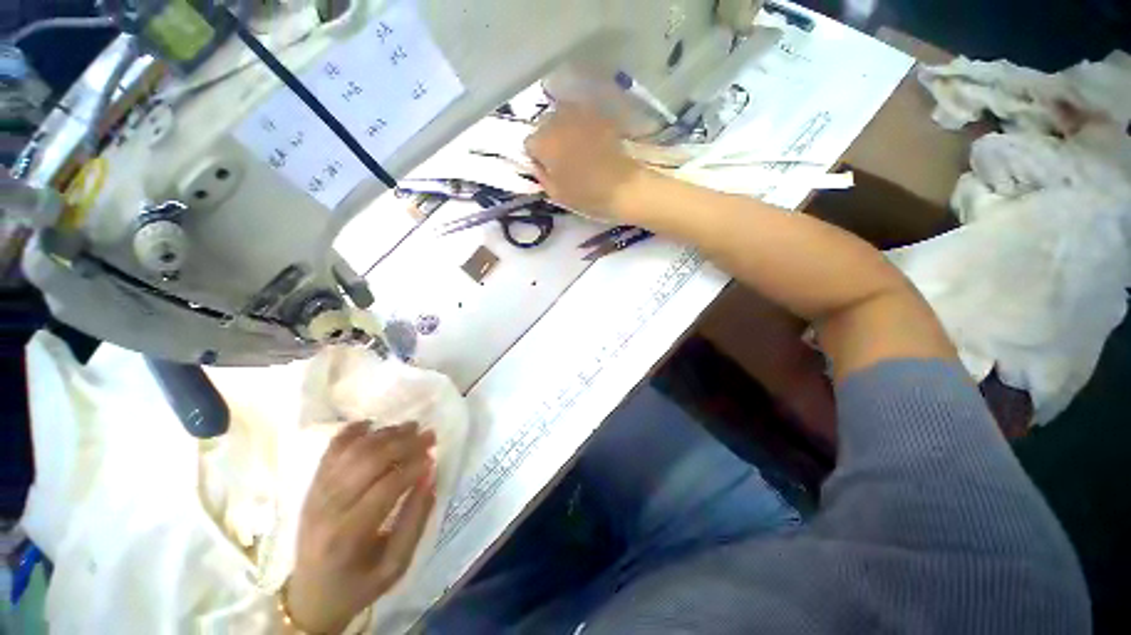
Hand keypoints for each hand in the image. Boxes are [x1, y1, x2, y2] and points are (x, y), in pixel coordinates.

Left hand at [285, 422, 436, 633]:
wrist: (311, 596)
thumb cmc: (359, 583)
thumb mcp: (396, 566)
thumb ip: (415, 520)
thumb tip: (430, 476)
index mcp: (348, 536)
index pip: (385, 488)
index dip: (413, 467)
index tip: (433, 456)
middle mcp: (327, 509)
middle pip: (367, 462)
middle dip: (403, 443)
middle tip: (429, 435)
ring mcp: (316, 494)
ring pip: (352, 451)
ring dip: (384, 434)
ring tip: (410, 427)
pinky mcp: (312, 486)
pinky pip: (330, 450)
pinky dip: (351, 431)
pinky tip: (371, 424)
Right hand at [524, 104, 644, 218]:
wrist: (623, 186)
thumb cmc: (586, 195)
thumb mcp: (556, 194)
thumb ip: (541, 176)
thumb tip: (538, 165)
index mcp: (544, 142)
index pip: (529, 144)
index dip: (537, 158)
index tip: (547, 169)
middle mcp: (557, 121)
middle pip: (543, 126)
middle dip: (548, 140)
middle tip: (561, 159)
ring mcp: (579, 114)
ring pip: (561, 117)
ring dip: (563, 130)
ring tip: (575, 148)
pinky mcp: (597, 115)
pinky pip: (580, 117)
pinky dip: (580, 126)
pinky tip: (589, 141)